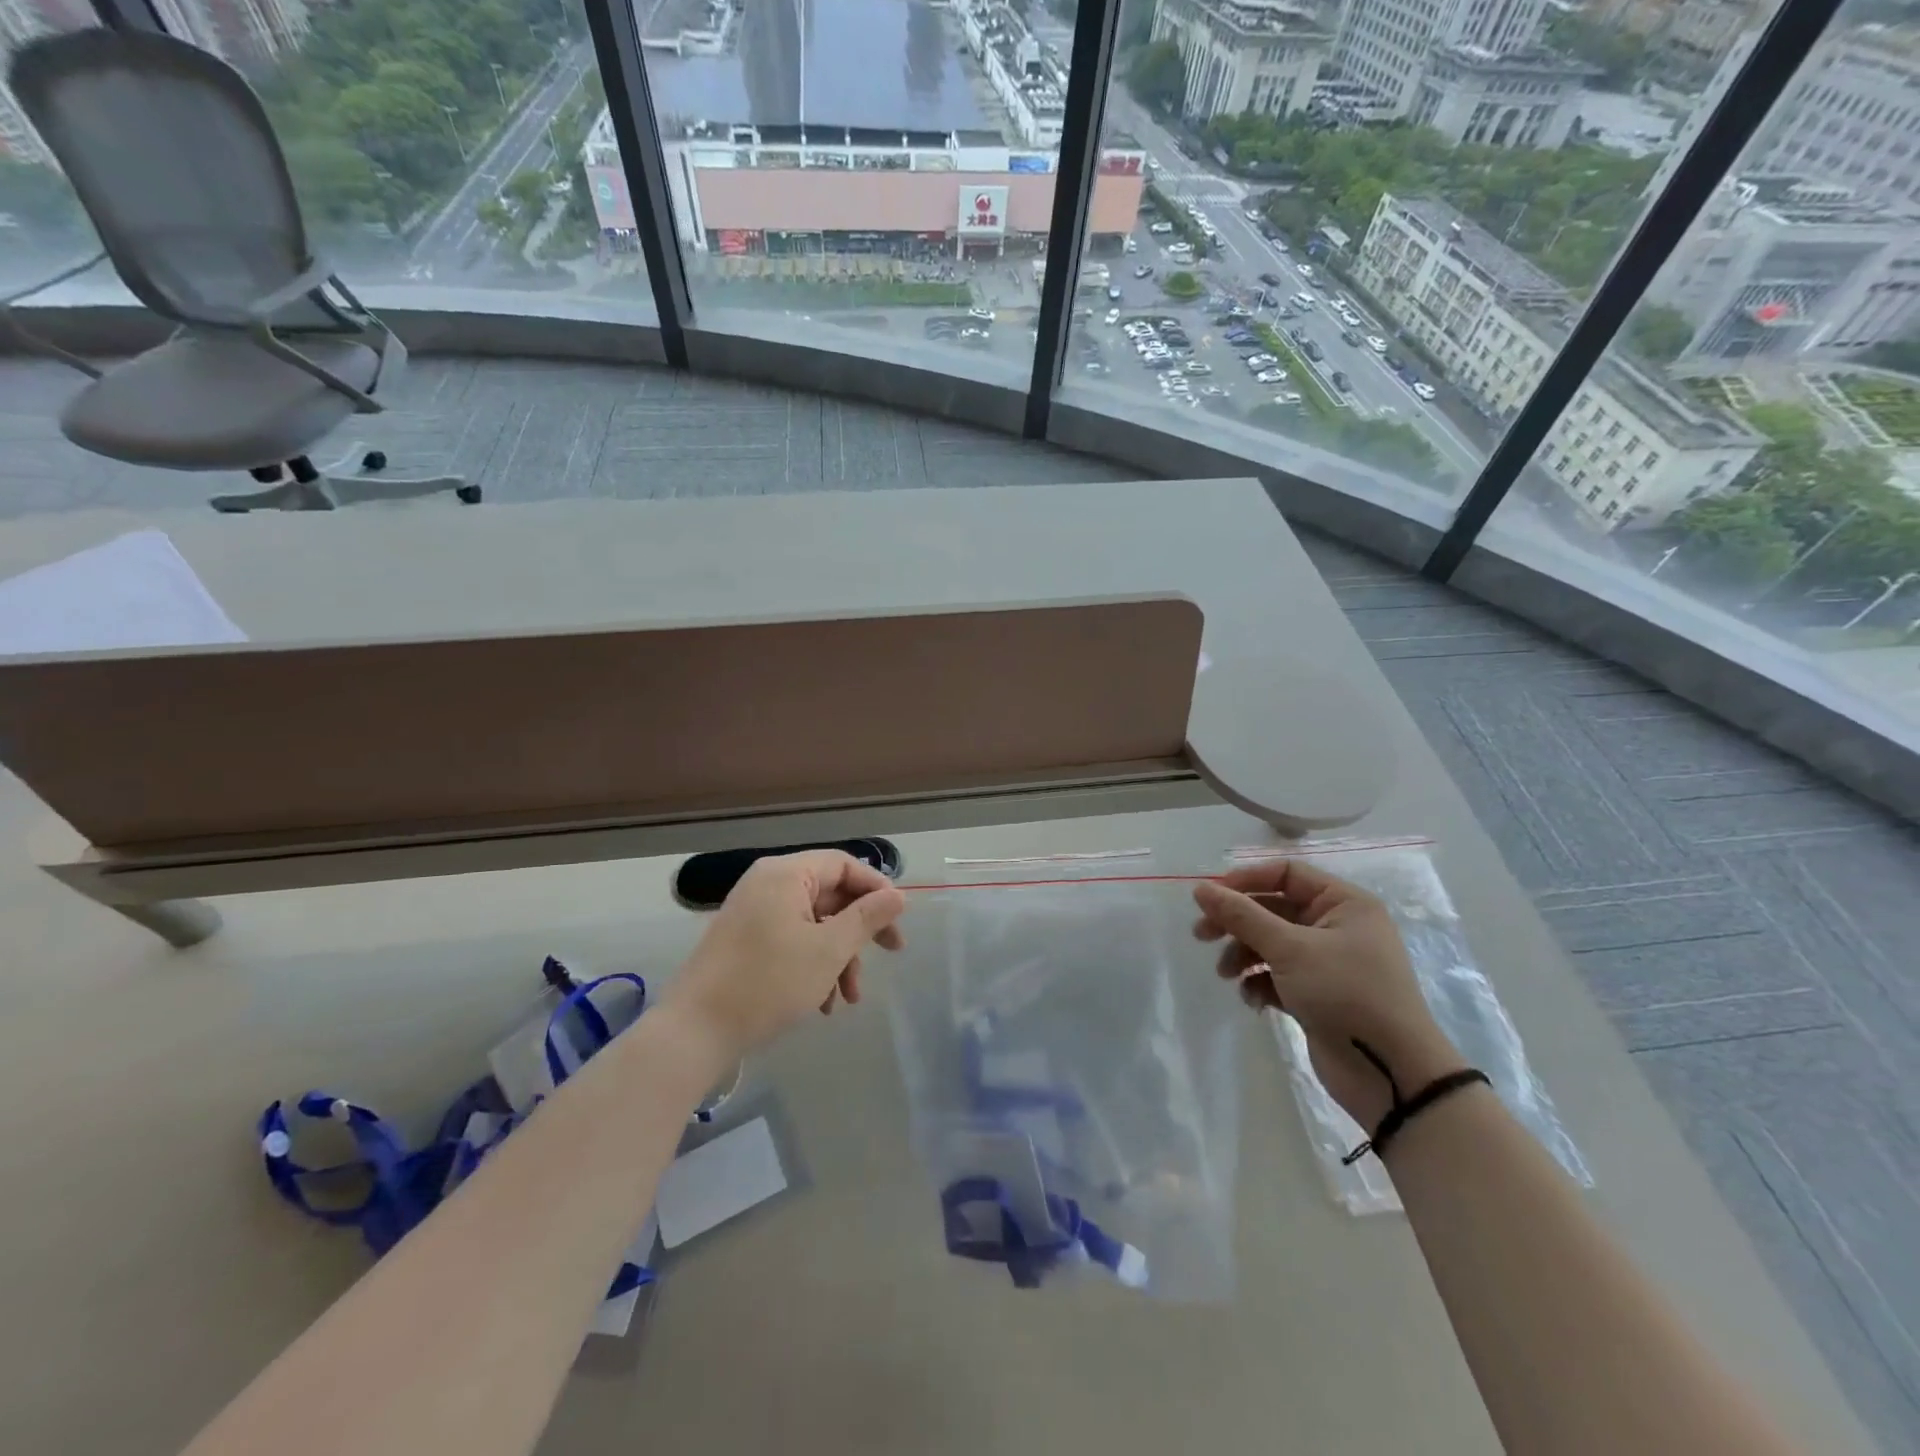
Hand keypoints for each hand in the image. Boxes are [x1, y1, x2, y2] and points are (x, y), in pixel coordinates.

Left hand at [665, 850, 906, 1062]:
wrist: (694, 1032)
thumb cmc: (768, 983)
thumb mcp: (828, 950)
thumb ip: (866, 918)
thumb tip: (898, 895)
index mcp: (786, 874)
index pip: (843, 864)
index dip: (876, 888)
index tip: (898, 919)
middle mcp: (768, 884)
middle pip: (830, 895)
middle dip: (860, 931)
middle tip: (892, 953)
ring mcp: (753, 913)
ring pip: (814, 924)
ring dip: (839, 956)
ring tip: (848, 998)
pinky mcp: (745, 941)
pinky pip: (792, 940)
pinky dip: (813, 965)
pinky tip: (822, 1003)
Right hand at [1193, 859, 1462, 1130]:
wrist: (1390, 1074)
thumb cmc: (1346, 994)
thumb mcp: (1290, 948)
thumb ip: (1242, 916)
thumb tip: (1200, 888)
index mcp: (1344, 903)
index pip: (1286, 873)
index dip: (1246, 880)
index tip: (1211, 897)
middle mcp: (1337, 926)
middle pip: (1273, 909)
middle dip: (1237, 923)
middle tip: (1202, 935)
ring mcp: (1327, 962)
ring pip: (1271, 943)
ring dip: (1244, 955)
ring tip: (1226, 975)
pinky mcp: (1317, 993)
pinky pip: (1278, 975)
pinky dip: (1260, 982)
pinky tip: (1252, 999)